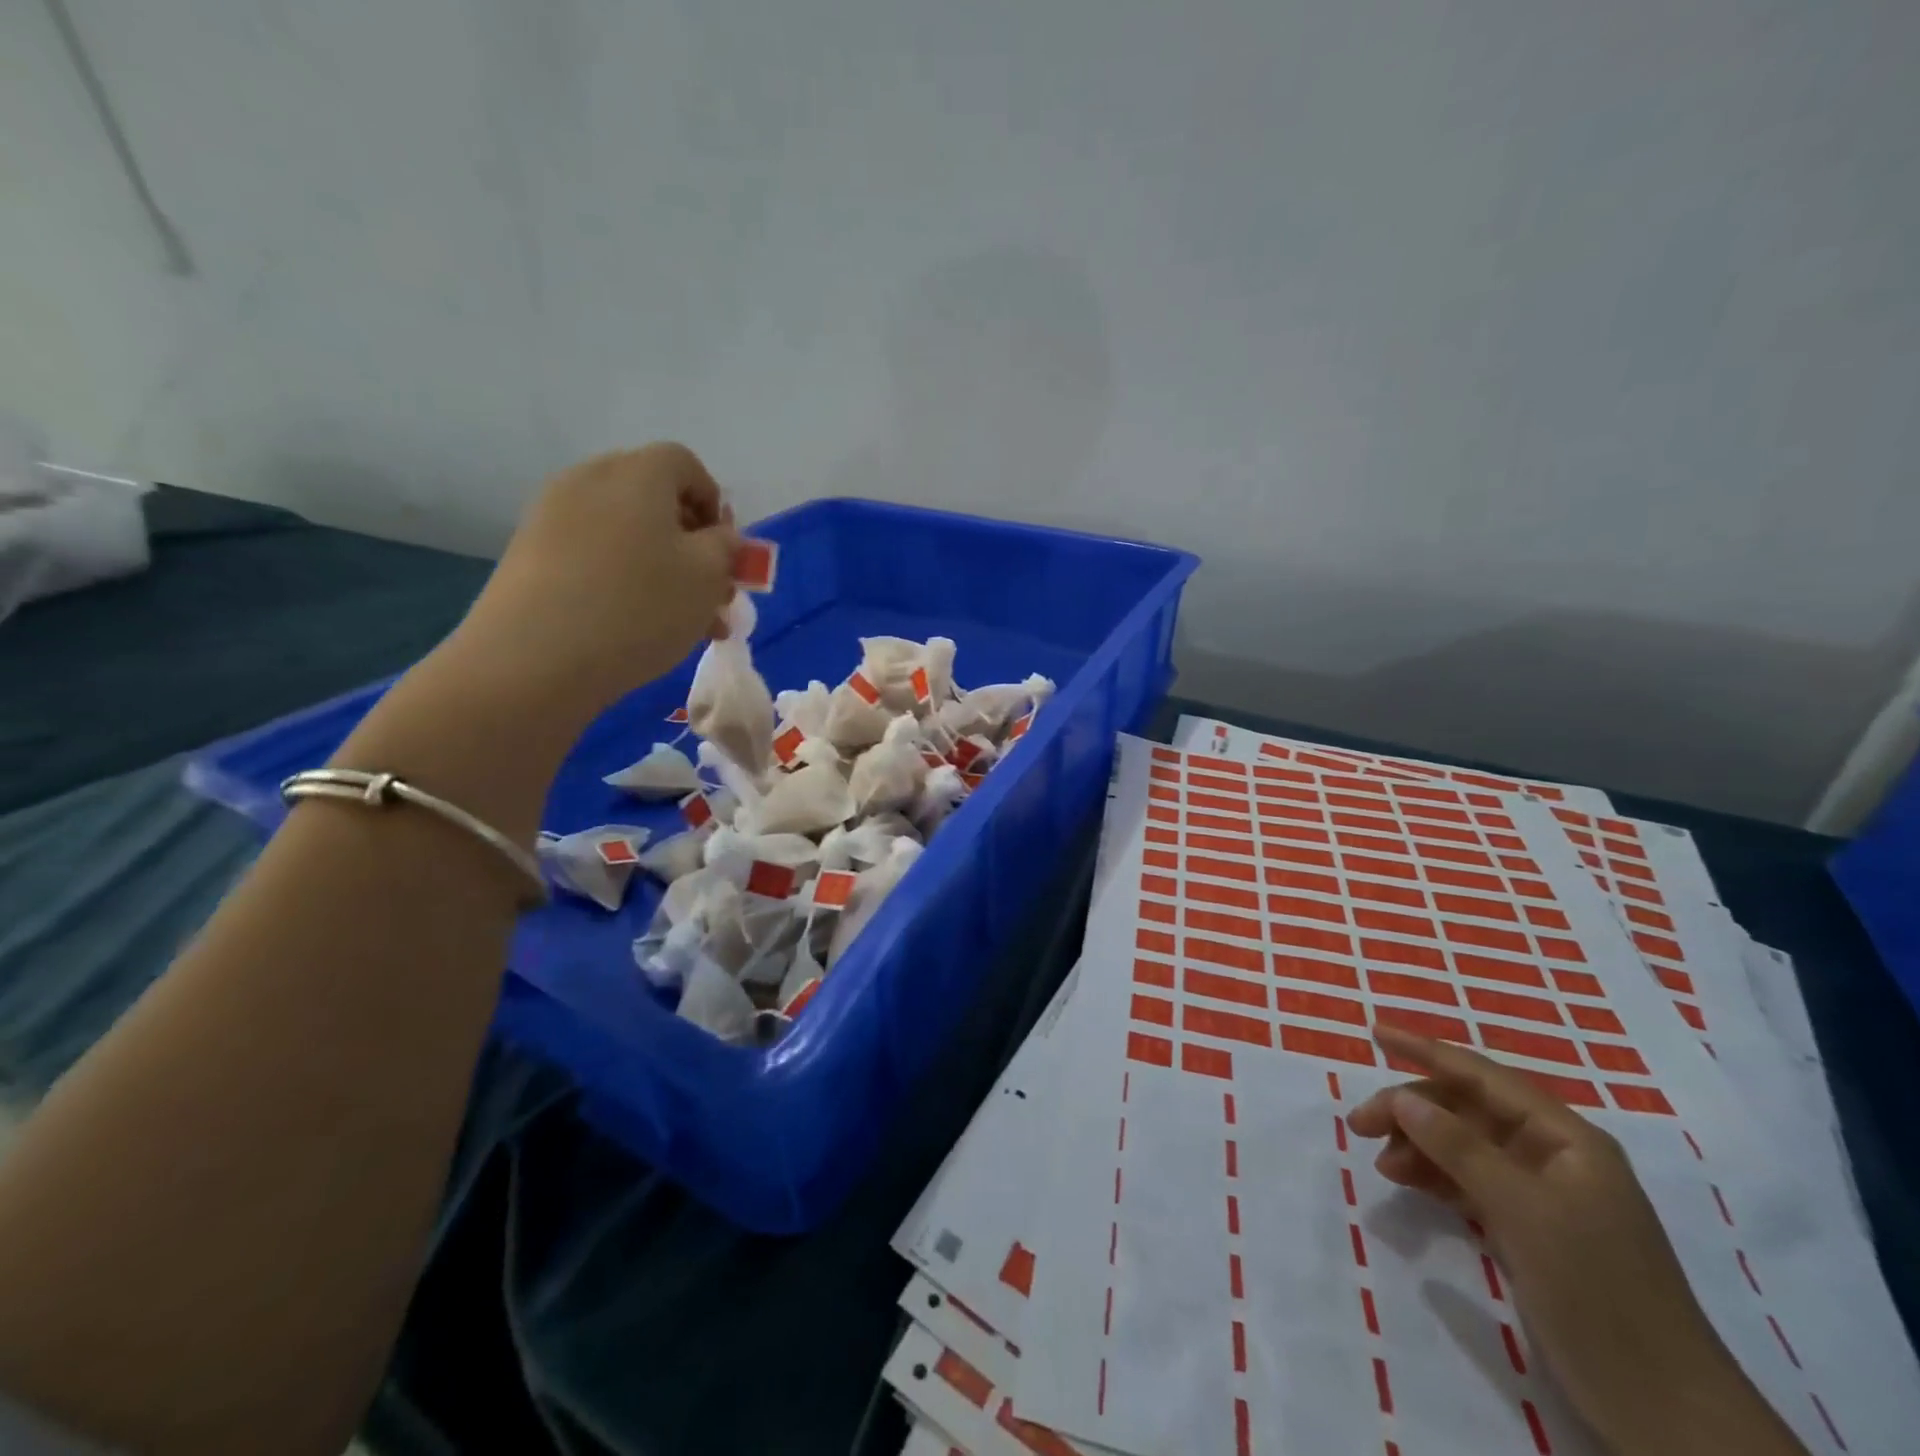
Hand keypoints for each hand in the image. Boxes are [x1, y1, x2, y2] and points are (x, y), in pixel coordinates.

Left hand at [451, 443, 740, 720]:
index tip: (725, 553)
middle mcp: (590, 480)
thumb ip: (726, 547)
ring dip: (664, 570)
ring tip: (685, 624)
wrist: (534, 658)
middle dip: (692, 545)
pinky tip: (638, 627)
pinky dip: (624, 581)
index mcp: (637, 473)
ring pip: (628, 535)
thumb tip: (719, 535)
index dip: (714, 504)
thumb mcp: (707, 576)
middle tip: (711, 594)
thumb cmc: (639, 607)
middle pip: (654, 500)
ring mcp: (553, 516)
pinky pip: (595, 556)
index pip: (685, 464)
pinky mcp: (531, 555)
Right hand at [1348, 1025, 1805, 1455]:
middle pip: (1466, 1109)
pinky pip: (1469, 1180)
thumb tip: (1403, 1098)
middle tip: (1360, 1125)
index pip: (1482, 1075)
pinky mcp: (1530, 1229)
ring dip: (1418, 1144)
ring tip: (1383, 1165)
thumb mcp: (1525, 1213)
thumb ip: (1459, 1148)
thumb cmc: (1599, 1292)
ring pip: (1463, 1145)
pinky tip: (1408, 1182)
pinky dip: (1435, 1176)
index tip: (1373, 1031)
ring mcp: (1542, 1194)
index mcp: (1566, 1138)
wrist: (1666, 1412)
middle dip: (1412, 1109)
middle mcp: (1553, 1155)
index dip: (1425, 1050)